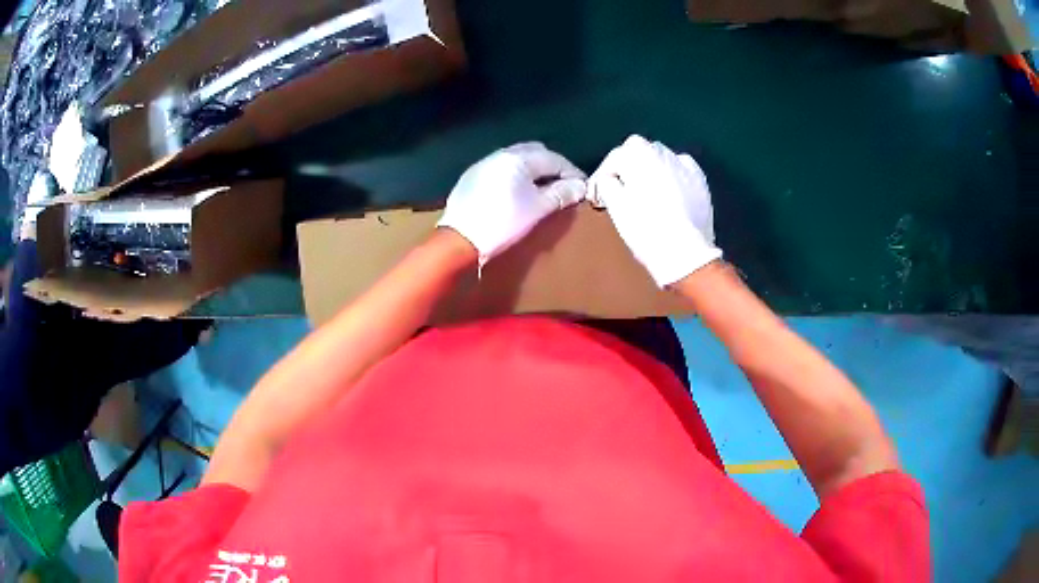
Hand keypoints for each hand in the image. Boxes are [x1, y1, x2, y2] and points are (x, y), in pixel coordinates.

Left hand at [437, 142, 585, 264]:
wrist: (459, 240)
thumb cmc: (503, 223)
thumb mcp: (537, 209)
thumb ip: (561, 194)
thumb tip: (580, 187)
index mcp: (519, 158)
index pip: (554, 159)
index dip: (571, 172)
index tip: (582, 188)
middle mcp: (500, 154)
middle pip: (535, 153)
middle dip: (552, 166)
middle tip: (563, 185)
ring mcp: (483, 164)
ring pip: (517, 159)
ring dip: (533, 170)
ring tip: (543, 189)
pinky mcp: (471, 177)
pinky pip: (501, 169)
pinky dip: (515, 175)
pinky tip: (517, 192)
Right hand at [588, 135, 721, 286]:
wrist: (685, 253)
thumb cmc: (645, 228)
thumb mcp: (616, 205)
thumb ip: (607, 183)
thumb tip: (609, 179)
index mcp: (639, 154)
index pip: (615, 157)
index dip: (605, 174)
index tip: (600, 193)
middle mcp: (663, 152)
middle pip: (638, 151)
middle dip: (629, 167)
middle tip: (622, 190)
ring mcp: (685, 165)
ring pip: (661, 158)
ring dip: (650, 170)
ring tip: (646, 193)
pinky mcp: (700, 180)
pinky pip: (681, 170)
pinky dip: (672, 176)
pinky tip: (669, 193)